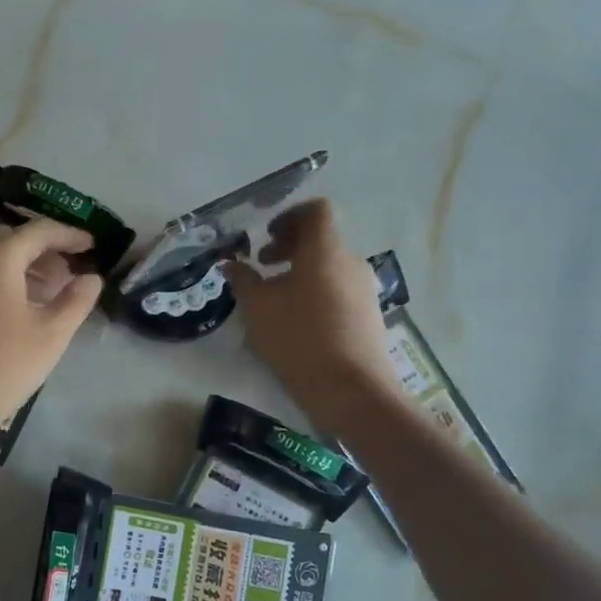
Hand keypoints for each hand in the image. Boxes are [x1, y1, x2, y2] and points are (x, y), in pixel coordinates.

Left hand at [0, 218, 103, 445]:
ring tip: (54, 292)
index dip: (69, 235)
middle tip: (70, 269)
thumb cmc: (2, 365)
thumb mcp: (51, 334)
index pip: (39, 231)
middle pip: (13, 238)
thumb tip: (91, 278)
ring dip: (26, 265)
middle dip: (45, 248)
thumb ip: (76, 301)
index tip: (92, 245)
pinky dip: (8, 280)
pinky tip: (25, 309)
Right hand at [227, 200, 399, 415]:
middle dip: (289, 246)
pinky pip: (338, 289)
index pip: (316, 211)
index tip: (266, 236)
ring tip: (275, 298)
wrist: (352, 389)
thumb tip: (232, 264)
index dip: (289, 216)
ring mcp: (364, 289)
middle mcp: (350, 262)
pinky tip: (297, 321)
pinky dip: (316, 291)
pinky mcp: (369, 314)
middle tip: (263, 265)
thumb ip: (243, 279)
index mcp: (325, 250)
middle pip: (322, 238)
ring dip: (301, 271)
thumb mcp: (258, 308)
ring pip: (329, 266)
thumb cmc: (299, 338)